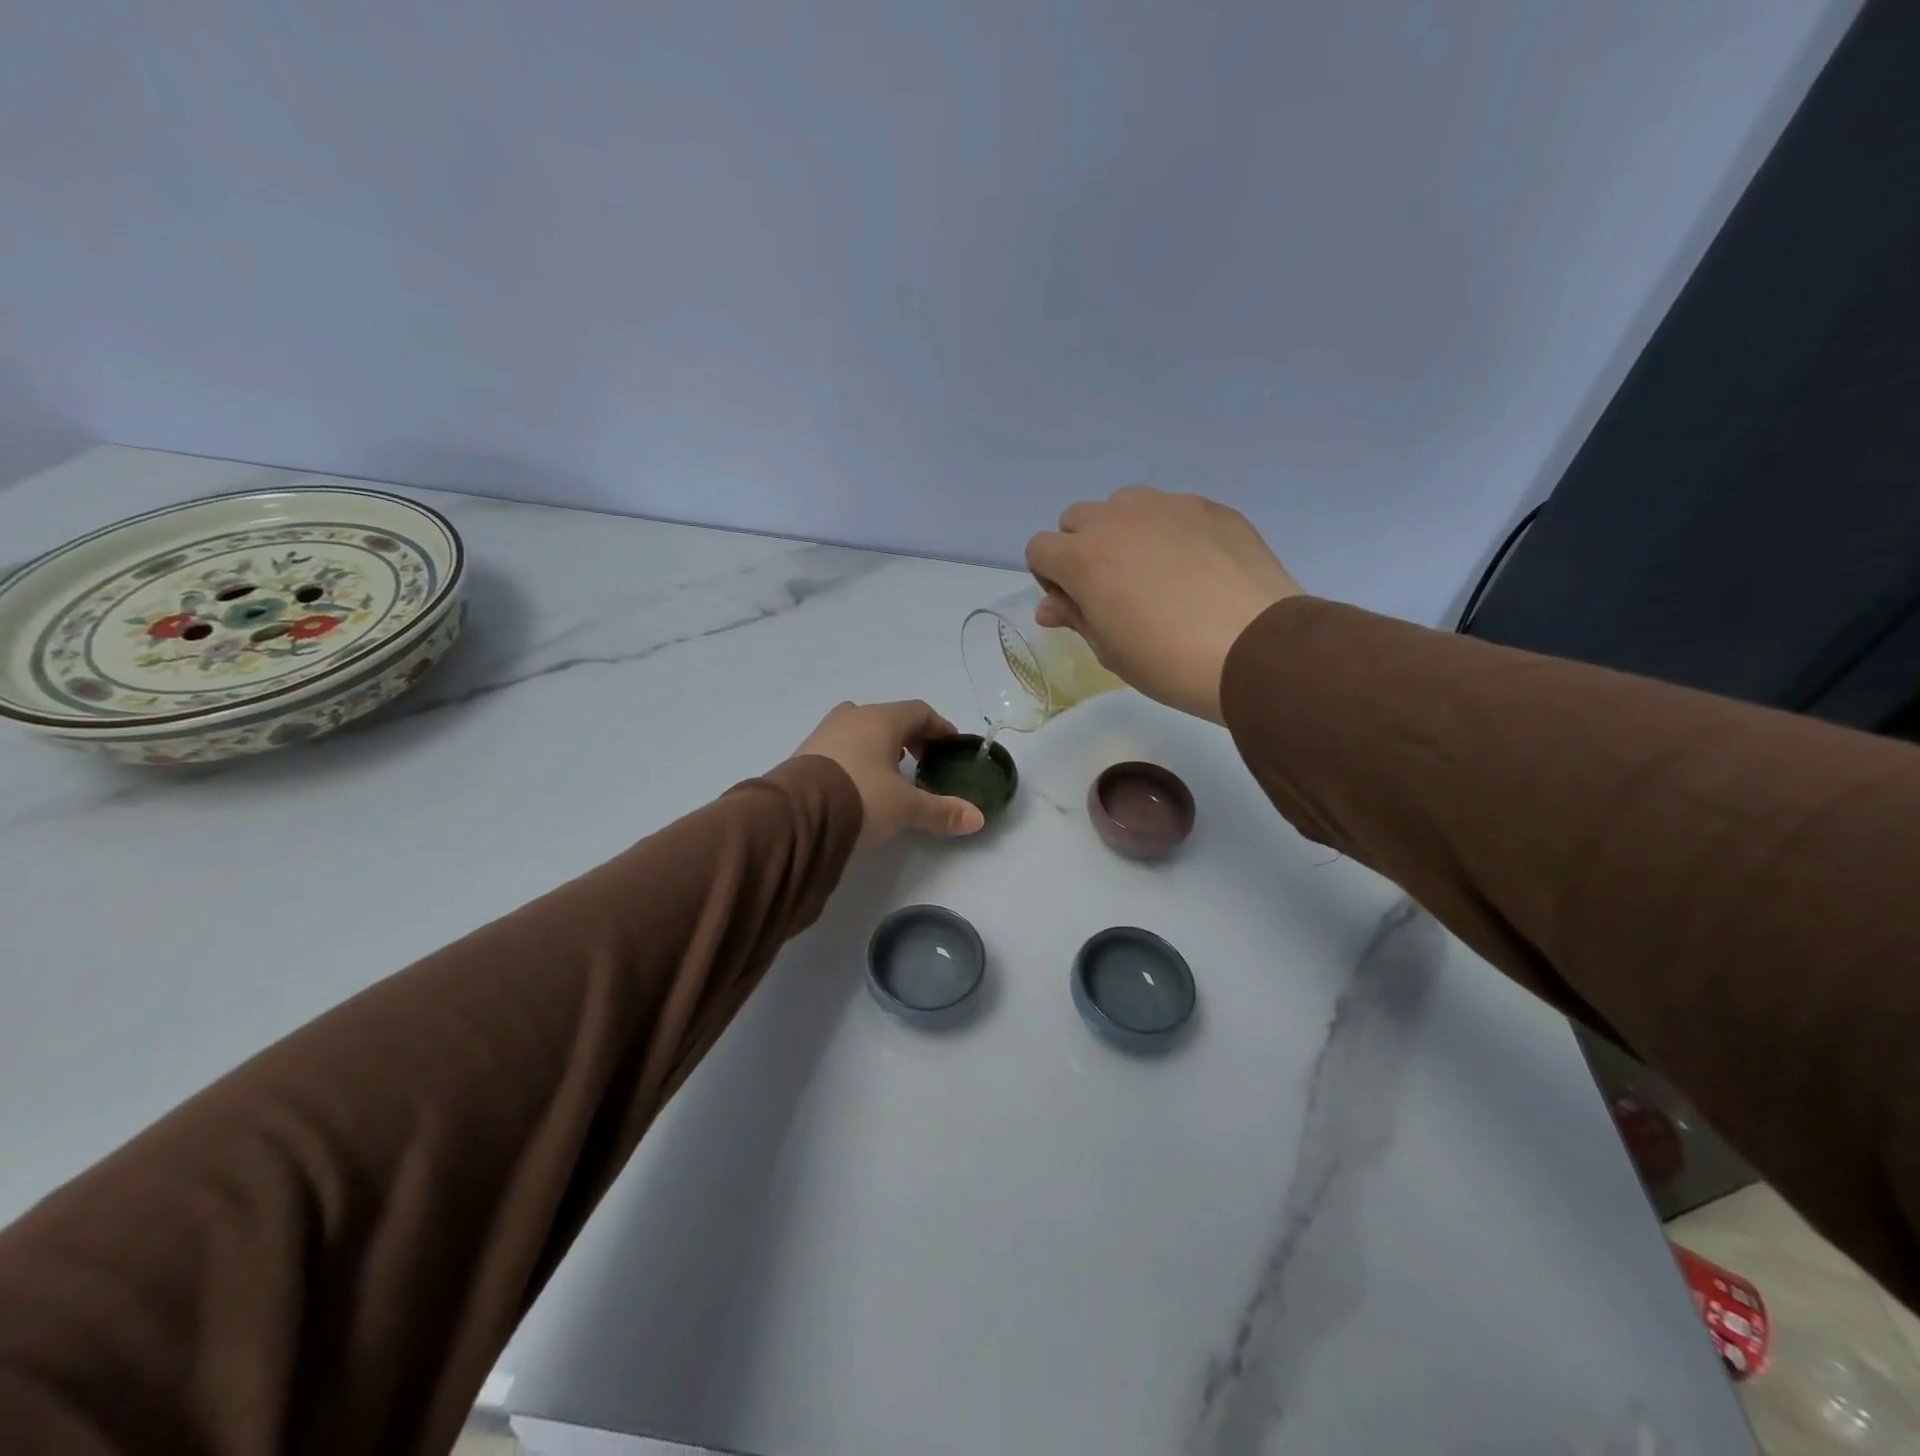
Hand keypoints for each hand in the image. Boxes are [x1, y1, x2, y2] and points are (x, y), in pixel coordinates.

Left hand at [791, 700, 986, 846]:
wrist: (797, 814)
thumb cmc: (861, 796)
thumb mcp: (906, 807)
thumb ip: (941, 811)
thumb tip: (978, 819)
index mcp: (881, 719)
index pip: (919, 711)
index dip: (939, 727)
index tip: (950, 744)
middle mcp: (853, 717)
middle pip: (889, 718)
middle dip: (910, 736)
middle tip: (923, 760)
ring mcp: (825, 732)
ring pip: (861, 729)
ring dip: (880, 745)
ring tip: (891, 771)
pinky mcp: (805, 752)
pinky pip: (840, 746)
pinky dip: (857, 756)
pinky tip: (859, 781)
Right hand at [1025, 487, 1303, 722]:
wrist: (1255, 650)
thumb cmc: (1168, 661)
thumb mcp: (1110, 650)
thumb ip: (1075, 617)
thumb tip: (1050, 607)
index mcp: (1083, 557)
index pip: (1039, 549)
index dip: (1051, 578)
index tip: (1078, 604)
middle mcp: (1118, 519)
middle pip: (1077, 519)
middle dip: (1082, 548)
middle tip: (1113, 588)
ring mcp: (1168, 506)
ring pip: (1124, 504)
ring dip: (1123, 531)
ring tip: (1154, 571)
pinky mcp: (1210, 507)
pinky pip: (1172, 509)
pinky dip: (1170, 531)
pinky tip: (1196, 568)